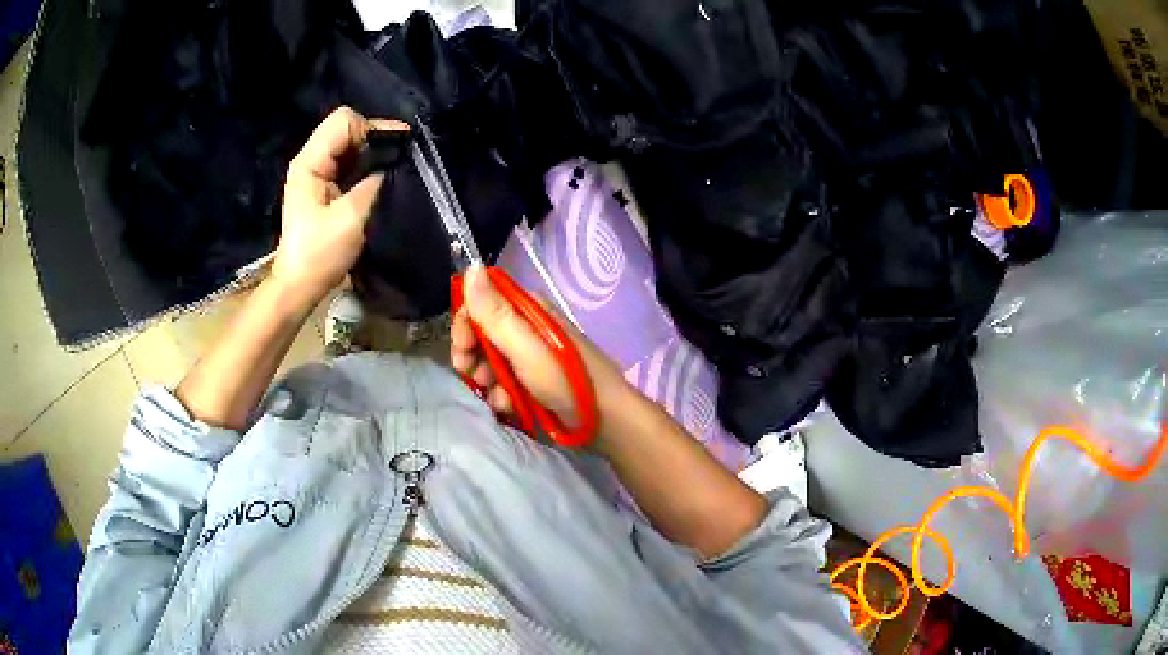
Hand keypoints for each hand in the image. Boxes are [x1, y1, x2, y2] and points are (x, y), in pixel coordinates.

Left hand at [272, 107, 408, 307]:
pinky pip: (350, 164)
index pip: (344, 121)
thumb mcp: (350, 218)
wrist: (300, 286)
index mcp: (310, 162)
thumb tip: (398, 164)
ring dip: (374, 153)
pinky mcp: (325, 187)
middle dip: (376, 138)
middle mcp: (312, 160)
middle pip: (348, 128)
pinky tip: (382, 179)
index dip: (372, 129)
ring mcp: (317, 173)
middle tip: (402, 158)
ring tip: (396, 168)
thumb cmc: (319, 255)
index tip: (399, 148)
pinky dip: (368, 166)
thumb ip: (374, 184)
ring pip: (350, 145)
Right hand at [450, 265, 628, 434]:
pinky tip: (510, 408)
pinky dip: (501, 396)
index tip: (462, 348)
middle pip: (481, 334)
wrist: (604, 421)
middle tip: (474, 377)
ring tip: (499, 398)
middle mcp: (526, 328)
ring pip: (489, 363)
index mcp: (527, 309)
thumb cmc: (565, 379)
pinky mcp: (533, 381)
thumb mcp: (525, 346)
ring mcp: (530, 356)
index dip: (465, 323)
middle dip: (472, 357)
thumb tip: (471, 265)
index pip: (481, 302)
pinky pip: (504, 384)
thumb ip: (494, 311)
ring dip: (487, 381)